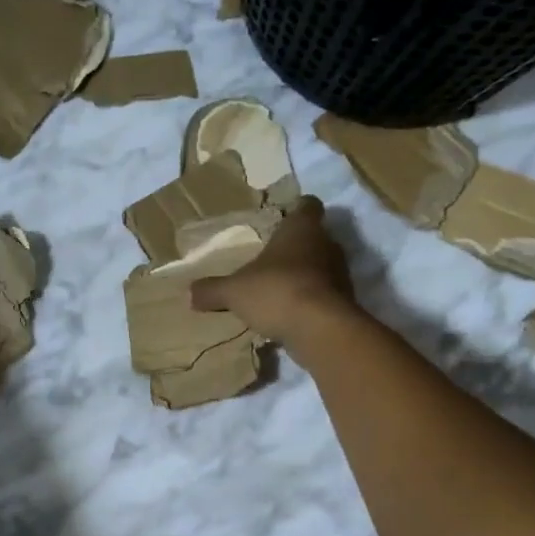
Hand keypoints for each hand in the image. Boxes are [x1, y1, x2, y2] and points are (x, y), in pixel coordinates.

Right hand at [191, 197, 357, 345]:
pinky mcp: (344, 301)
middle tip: (271, 259)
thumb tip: (190, 293)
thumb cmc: (276, 291)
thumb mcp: (234, 291)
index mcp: (301, 229)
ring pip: (321, 266)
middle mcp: (326, 244)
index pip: (307, 205)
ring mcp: (340, 274)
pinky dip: (310, 300)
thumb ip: (213, 290)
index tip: (282, 218)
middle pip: (314, 237)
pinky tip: (289, 314)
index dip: (296, 209)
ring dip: (303, 275)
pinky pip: (324, 294)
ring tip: (277, 290)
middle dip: (295, 247)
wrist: (320, 330)